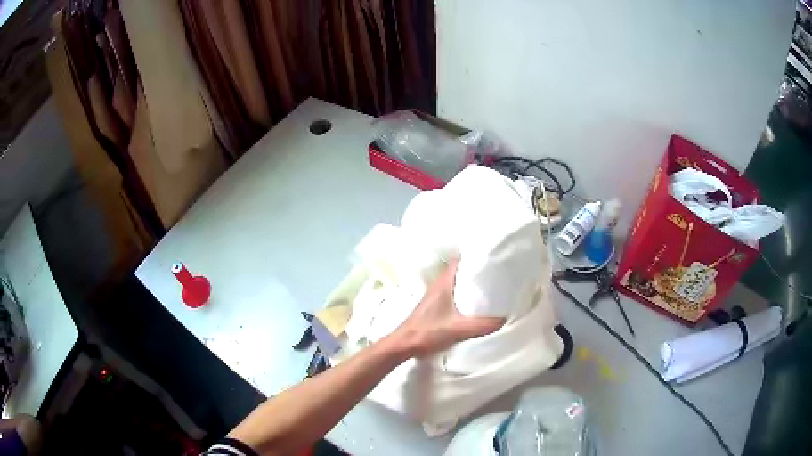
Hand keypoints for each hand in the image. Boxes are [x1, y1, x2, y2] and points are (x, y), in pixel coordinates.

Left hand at [392, 259, 504, 357]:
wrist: (403, 345)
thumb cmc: (427, 332)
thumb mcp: (457, 329)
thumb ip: (480, 325)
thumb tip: (504, 319)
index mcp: (443, 284)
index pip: (458, 261)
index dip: (473, 257)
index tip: (490, 259)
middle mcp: (438, 286)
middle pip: (459, 272)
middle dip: (476, 271)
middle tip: (495, 274)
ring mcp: (435, 297)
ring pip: (456, 284)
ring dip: (469, 284)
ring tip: (489, 289)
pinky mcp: (434, 308)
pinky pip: (453, 295)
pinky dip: (463, 296)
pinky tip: (474, 306)